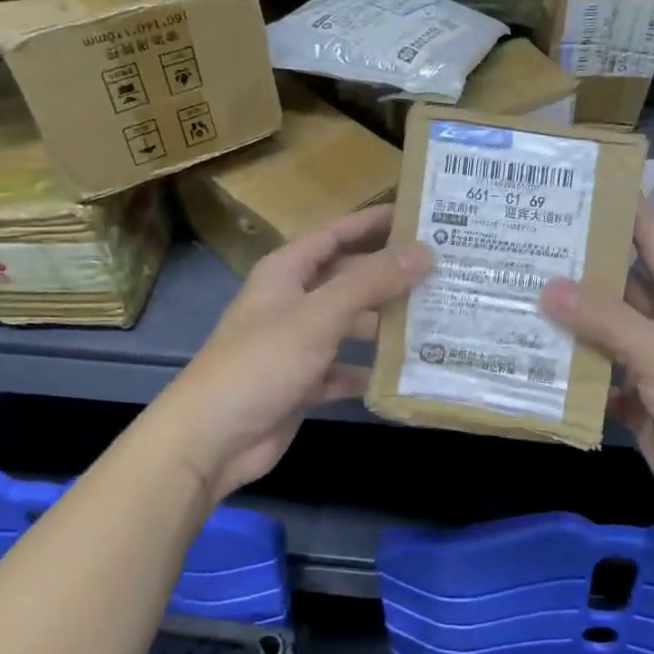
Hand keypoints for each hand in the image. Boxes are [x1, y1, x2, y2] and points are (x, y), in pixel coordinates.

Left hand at [153, 206, 430, 503]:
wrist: (212, 438)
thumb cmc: (261, 363)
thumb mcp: (318, 316)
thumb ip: (370, 282)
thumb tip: (423, 252)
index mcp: (286, 273)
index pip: (335, 234)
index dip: (372, 222)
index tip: (417, 215)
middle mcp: (292, 303)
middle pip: (348, 279)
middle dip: (388, 275)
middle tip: (440, 270)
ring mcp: (297, 344)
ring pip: (350, 325)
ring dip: (385, 324)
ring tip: (435, 317)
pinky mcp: (304, 382)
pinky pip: (345, 368)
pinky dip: (370, 370)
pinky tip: (405, 371)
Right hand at [540, 202, 653, 536]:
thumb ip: (606, 320)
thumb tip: (549, 286)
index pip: (653, 243)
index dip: (626, 213)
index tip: (584, 188)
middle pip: (620, 288)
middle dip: (582, 269)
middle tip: (528, 246)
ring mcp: (651, 366)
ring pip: (603, 334)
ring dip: (569, 323)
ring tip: (517, 297)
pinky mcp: (636, 403)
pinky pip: (598, 379)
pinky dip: (572, 374)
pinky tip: (533, 361)